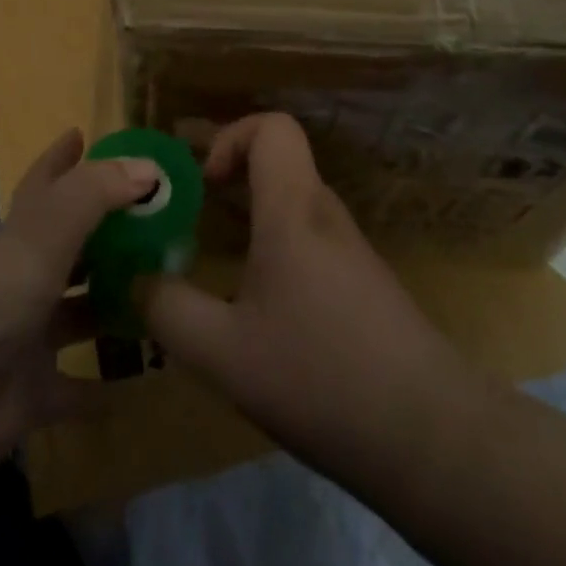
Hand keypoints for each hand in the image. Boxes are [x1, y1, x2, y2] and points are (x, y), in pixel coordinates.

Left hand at [0, 130, 157, 474]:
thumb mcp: (45, 232)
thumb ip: (96, 194)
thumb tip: (150, 167)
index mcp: (22, 233)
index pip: (45, 182)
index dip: (62, 157)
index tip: (83, 134)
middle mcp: (26, 276)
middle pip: (73, 247)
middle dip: (109, 234)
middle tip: (158, 224)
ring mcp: (29, 334)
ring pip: (81, 312)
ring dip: (116, 305)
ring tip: (167, 295)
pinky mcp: (34, 390)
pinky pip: (79, 388)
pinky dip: (107, 387)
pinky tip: (145, 378)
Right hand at [141, 114, 484, 475]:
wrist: (433, 438)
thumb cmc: (321, 377)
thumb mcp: (223, 353)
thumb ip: (167, 310)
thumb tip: (133, 281)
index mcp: (293, 210)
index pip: (273, 127)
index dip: (231, 137)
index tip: (204, 184)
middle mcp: (324, 215)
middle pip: (278, 164)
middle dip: (228, 180)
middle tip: (190, 220)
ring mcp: (350, 251)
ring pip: (292, 206)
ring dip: (250, 220)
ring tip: (214, 265)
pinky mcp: (364, 286)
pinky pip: (309, 242)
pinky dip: (275, 253)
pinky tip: (259, 312)